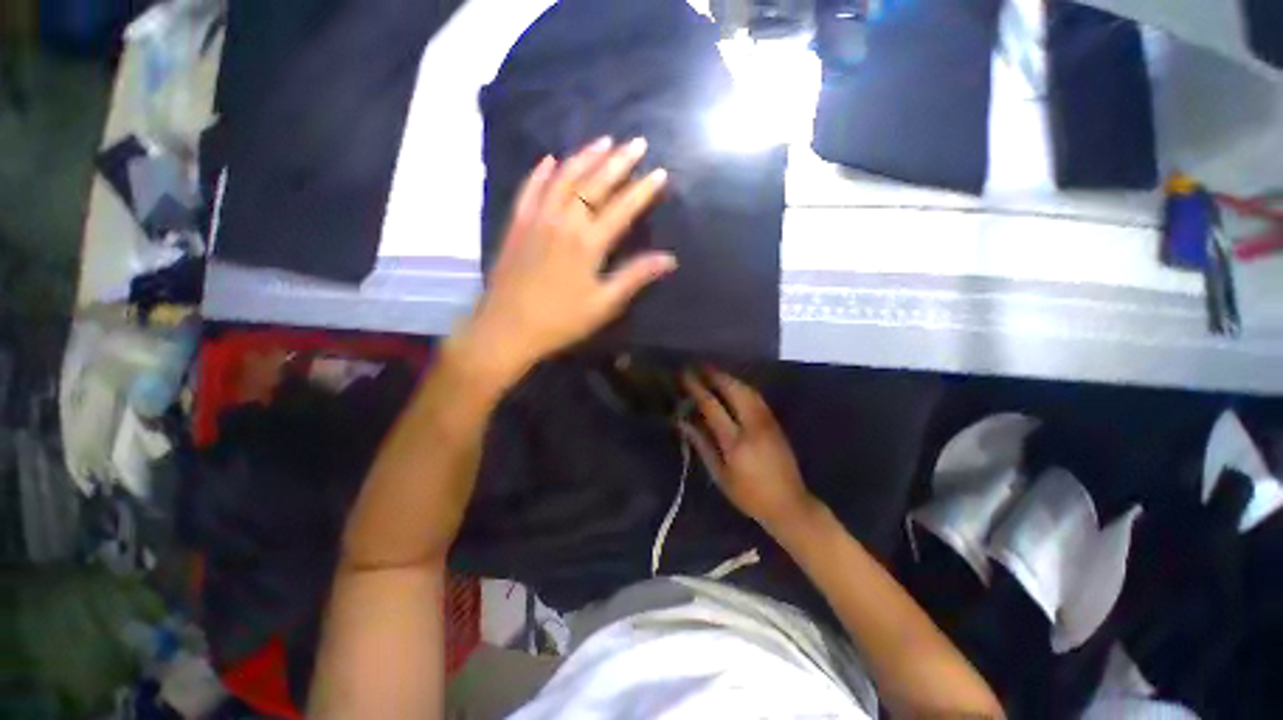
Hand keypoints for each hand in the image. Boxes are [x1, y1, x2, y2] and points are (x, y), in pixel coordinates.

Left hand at [464, 137, 675, 379]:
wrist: (507, 328)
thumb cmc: (560, 320)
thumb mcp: (603, 304)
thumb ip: (635, 277)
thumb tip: (669, 259)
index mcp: (588, 243)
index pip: (622, 208)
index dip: (643, 190)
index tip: (660, 173)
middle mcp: (563, 221)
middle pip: (594, 184)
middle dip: (618, 161)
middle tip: (637, 142)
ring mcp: (536, 219)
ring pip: (563, 178)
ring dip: (584, 157)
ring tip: (603, 141)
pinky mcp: (517, 224)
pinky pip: (529, 190)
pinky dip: (541, 173)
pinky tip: (550, 160)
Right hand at [681, 370, 819, 535]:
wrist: (789, 504)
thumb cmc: (748, 495)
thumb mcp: (720, 475)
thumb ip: (702, 445)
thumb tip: (683, 421)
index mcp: (735, 441)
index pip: (712, 406)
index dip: (697, 388)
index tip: (685, 376)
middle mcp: (753, 425)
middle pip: (734, 390)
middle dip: (716, 375)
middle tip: (700, 366)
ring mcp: (767, 421)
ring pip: (748, 390)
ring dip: (729, 378)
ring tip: (713, 372)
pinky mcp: (775, 422)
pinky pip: (756, 396)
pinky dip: (742, 386)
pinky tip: (733, 385)